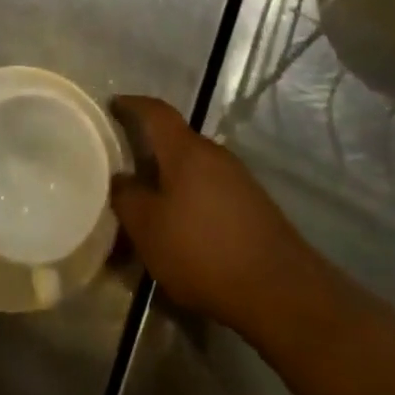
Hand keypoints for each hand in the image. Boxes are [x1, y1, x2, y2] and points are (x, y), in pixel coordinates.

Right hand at [109, 96, 321, 339]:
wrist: (280, 290)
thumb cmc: (203, 251)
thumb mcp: (149, 229)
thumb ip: (128, 199)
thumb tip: (121, 179)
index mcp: (185, 149)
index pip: (156, 111)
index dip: (133, 105)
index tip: (114, 104)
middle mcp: (213, 154)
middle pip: (176, 142)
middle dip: (151, 151)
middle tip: (127, 170)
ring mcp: (238, 179)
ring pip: (195, 170)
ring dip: (172, 182)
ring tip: (154, 209)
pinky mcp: (254, 207)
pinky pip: (212, 192)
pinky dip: (193, 202)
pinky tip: (186, 232)